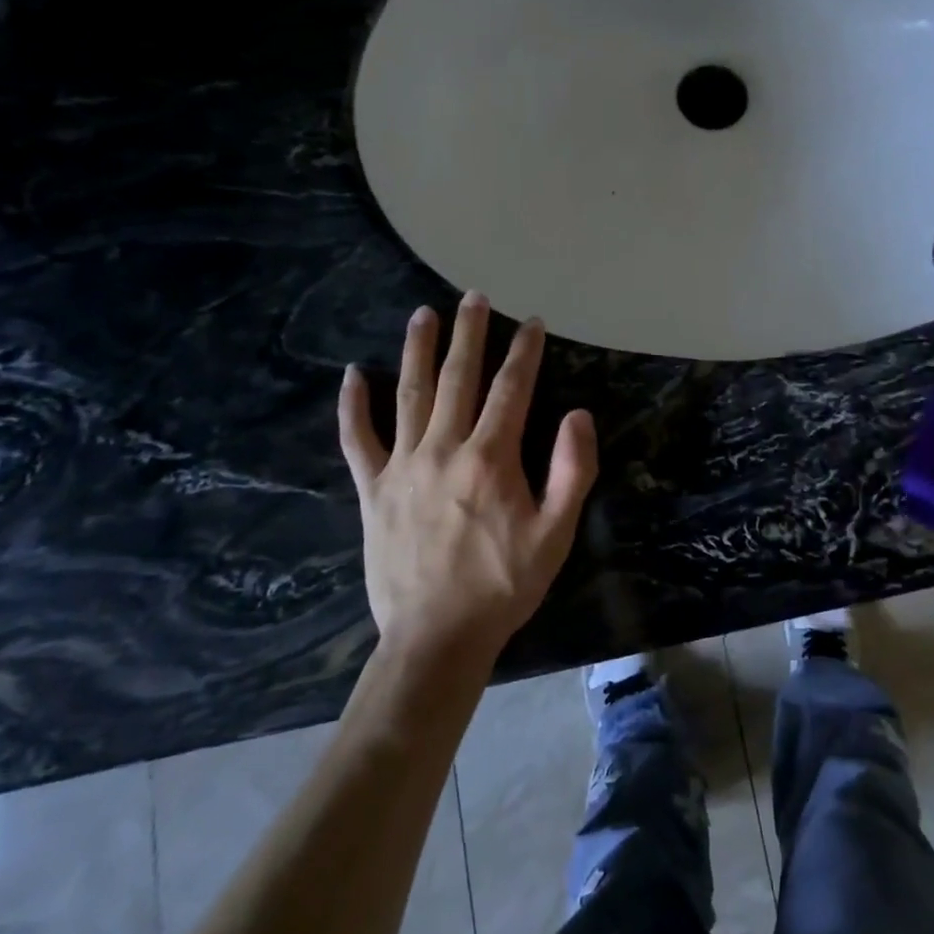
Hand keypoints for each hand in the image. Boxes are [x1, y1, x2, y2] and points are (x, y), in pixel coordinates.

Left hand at [338, 294, 597, 662]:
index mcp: (491, 458)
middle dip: (469, 334)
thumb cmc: (503, 584)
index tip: (532, 323)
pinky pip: (358, 440)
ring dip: (418, 351)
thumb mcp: (556, 533)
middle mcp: (444, 448)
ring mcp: (402, 466)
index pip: (511, 389)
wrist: (437, 636)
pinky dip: (354, 406)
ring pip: (410, 395)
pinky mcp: (372, 490)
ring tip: (423, 315)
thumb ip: (572, 470)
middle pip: (458, 378)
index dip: (524, 352)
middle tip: (474, 297)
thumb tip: (579, 414)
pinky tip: (354, 375)